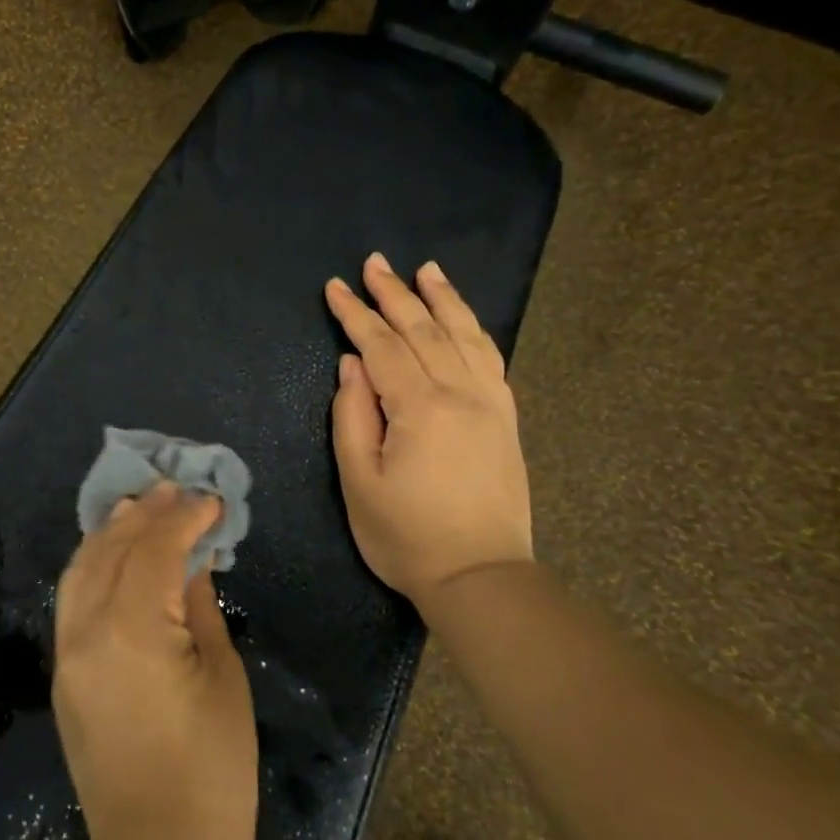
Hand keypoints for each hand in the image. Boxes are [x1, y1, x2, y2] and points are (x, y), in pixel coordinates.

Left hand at [53, 483, 259, 839]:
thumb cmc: (213, 770)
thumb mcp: (221, 675)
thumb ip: (198, 605)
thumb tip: (192, 560)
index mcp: (132, 631)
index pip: (155, 549)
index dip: (185, 518)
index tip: (211, 499)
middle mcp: (87, 632)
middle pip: (112, 550)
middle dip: (145, 513)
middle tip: (175, 487)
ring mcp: (67, 653)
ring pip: (81, 569)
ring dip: (111, 532)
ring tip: (140, 504)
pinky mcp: (63, 674)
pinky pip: (72, 599)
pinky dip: (92, 564)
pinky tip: (114, 551)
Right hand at [324, 253, 534, 608]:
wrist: (481, 577)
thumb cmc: (406, 535)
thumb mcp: (359, 481)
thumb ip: (352, 415)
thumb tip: (352, 364)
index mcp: (420, 408)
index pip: (382, 346)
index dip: (355, 314)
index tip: (334, 286)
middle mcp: (460, 394)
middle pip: (422, 330)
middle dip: (394, 293)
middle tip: (373, 262)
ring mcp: (489, 403)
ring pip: (463, 335)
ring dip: (441, 299)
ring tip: (424, 269)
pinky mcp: (505, 418)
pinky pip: (489, 358)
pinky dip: (473, 329)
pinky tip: (462, 316)